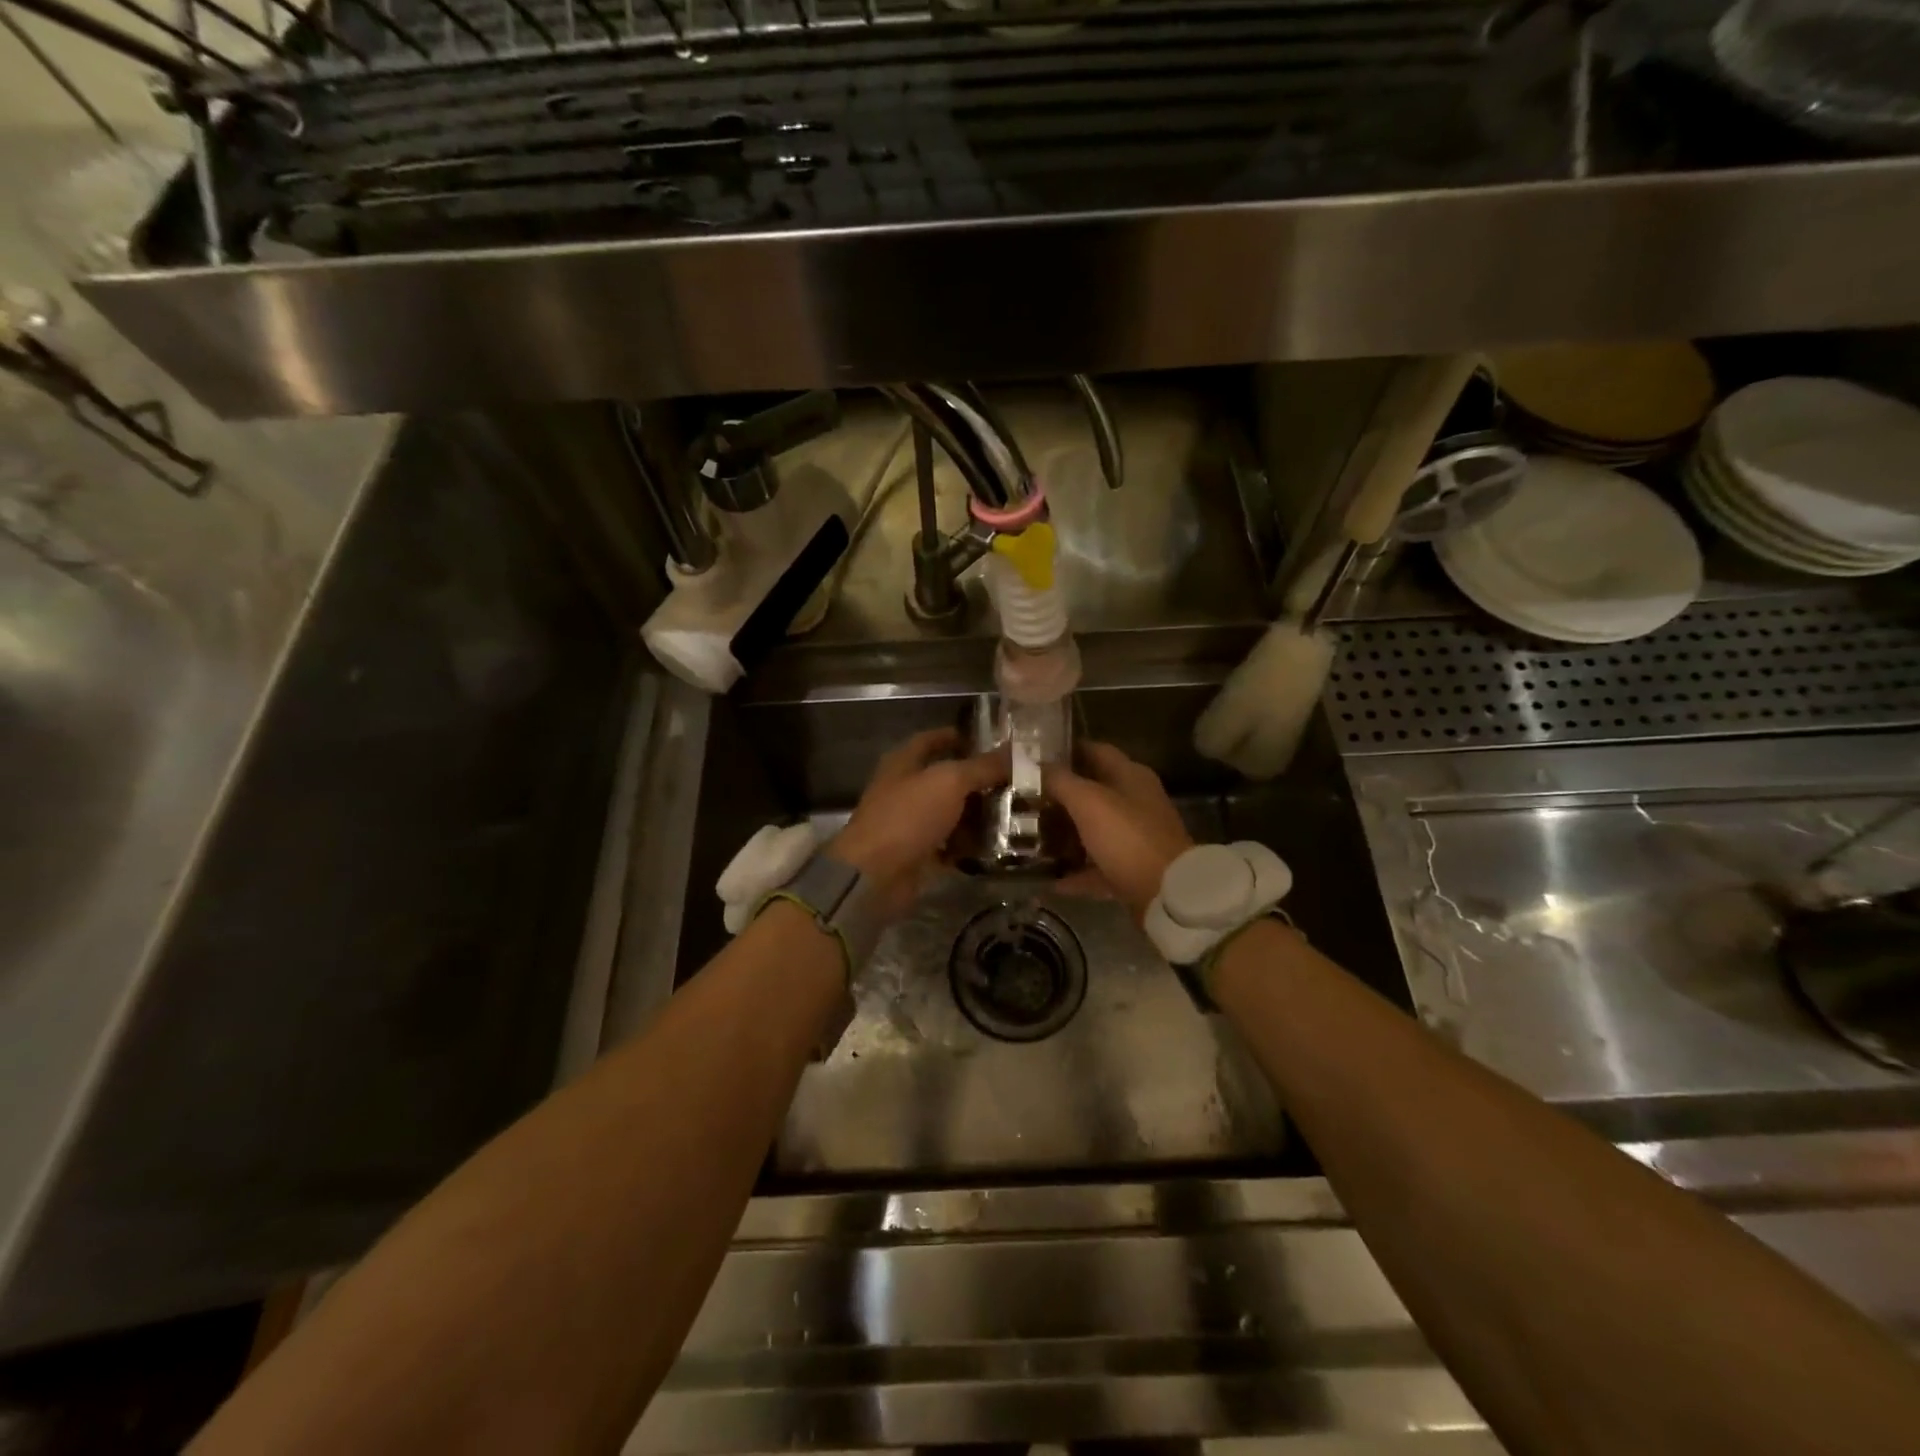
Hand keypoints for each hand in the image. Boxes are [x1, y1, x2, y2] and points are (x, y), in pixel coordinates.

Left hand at [832, 729, 1006, 914]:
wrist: (875, 876)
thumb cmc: (907, 817)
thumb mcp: (949, 782)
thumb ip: (982, 766)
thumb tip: (1016, 750)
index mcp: (904, 763)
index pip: (931, 740)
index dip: (957, 737)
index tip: (991, 741)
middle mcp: (905, 790)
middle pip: (945, 779)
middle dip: (978, 780)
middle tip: (1016, 781)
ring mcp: (910, 824)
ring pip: (950, 813)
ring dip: (978, 814)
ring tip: (1016, 813)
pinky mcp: (918, 854)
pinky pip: (949, 845)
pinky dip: (969, 845)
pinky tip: (998, 845)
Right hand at [1044, 742, 1193, 919]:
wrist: (1167, 894)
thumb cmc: (1127, 837)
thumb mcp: (1088, 802)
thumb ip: (1059, 780)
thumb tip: (1036, 765)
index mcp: (1130, 776)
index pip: (1094, 750)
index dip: (1064, 750)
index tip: (1032, 758)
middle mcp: (1135, 802)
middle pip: (1091, 792)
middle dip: (1058, 796)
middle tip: (1023, 800)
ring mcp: (1135, 837)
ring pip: (1093, 830)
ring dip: (1064, 835)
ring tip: (1030, 838)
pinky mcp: (1132, 870)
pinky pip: (1096, 867)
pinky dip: (1075, 873)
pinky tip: (1049, 881)